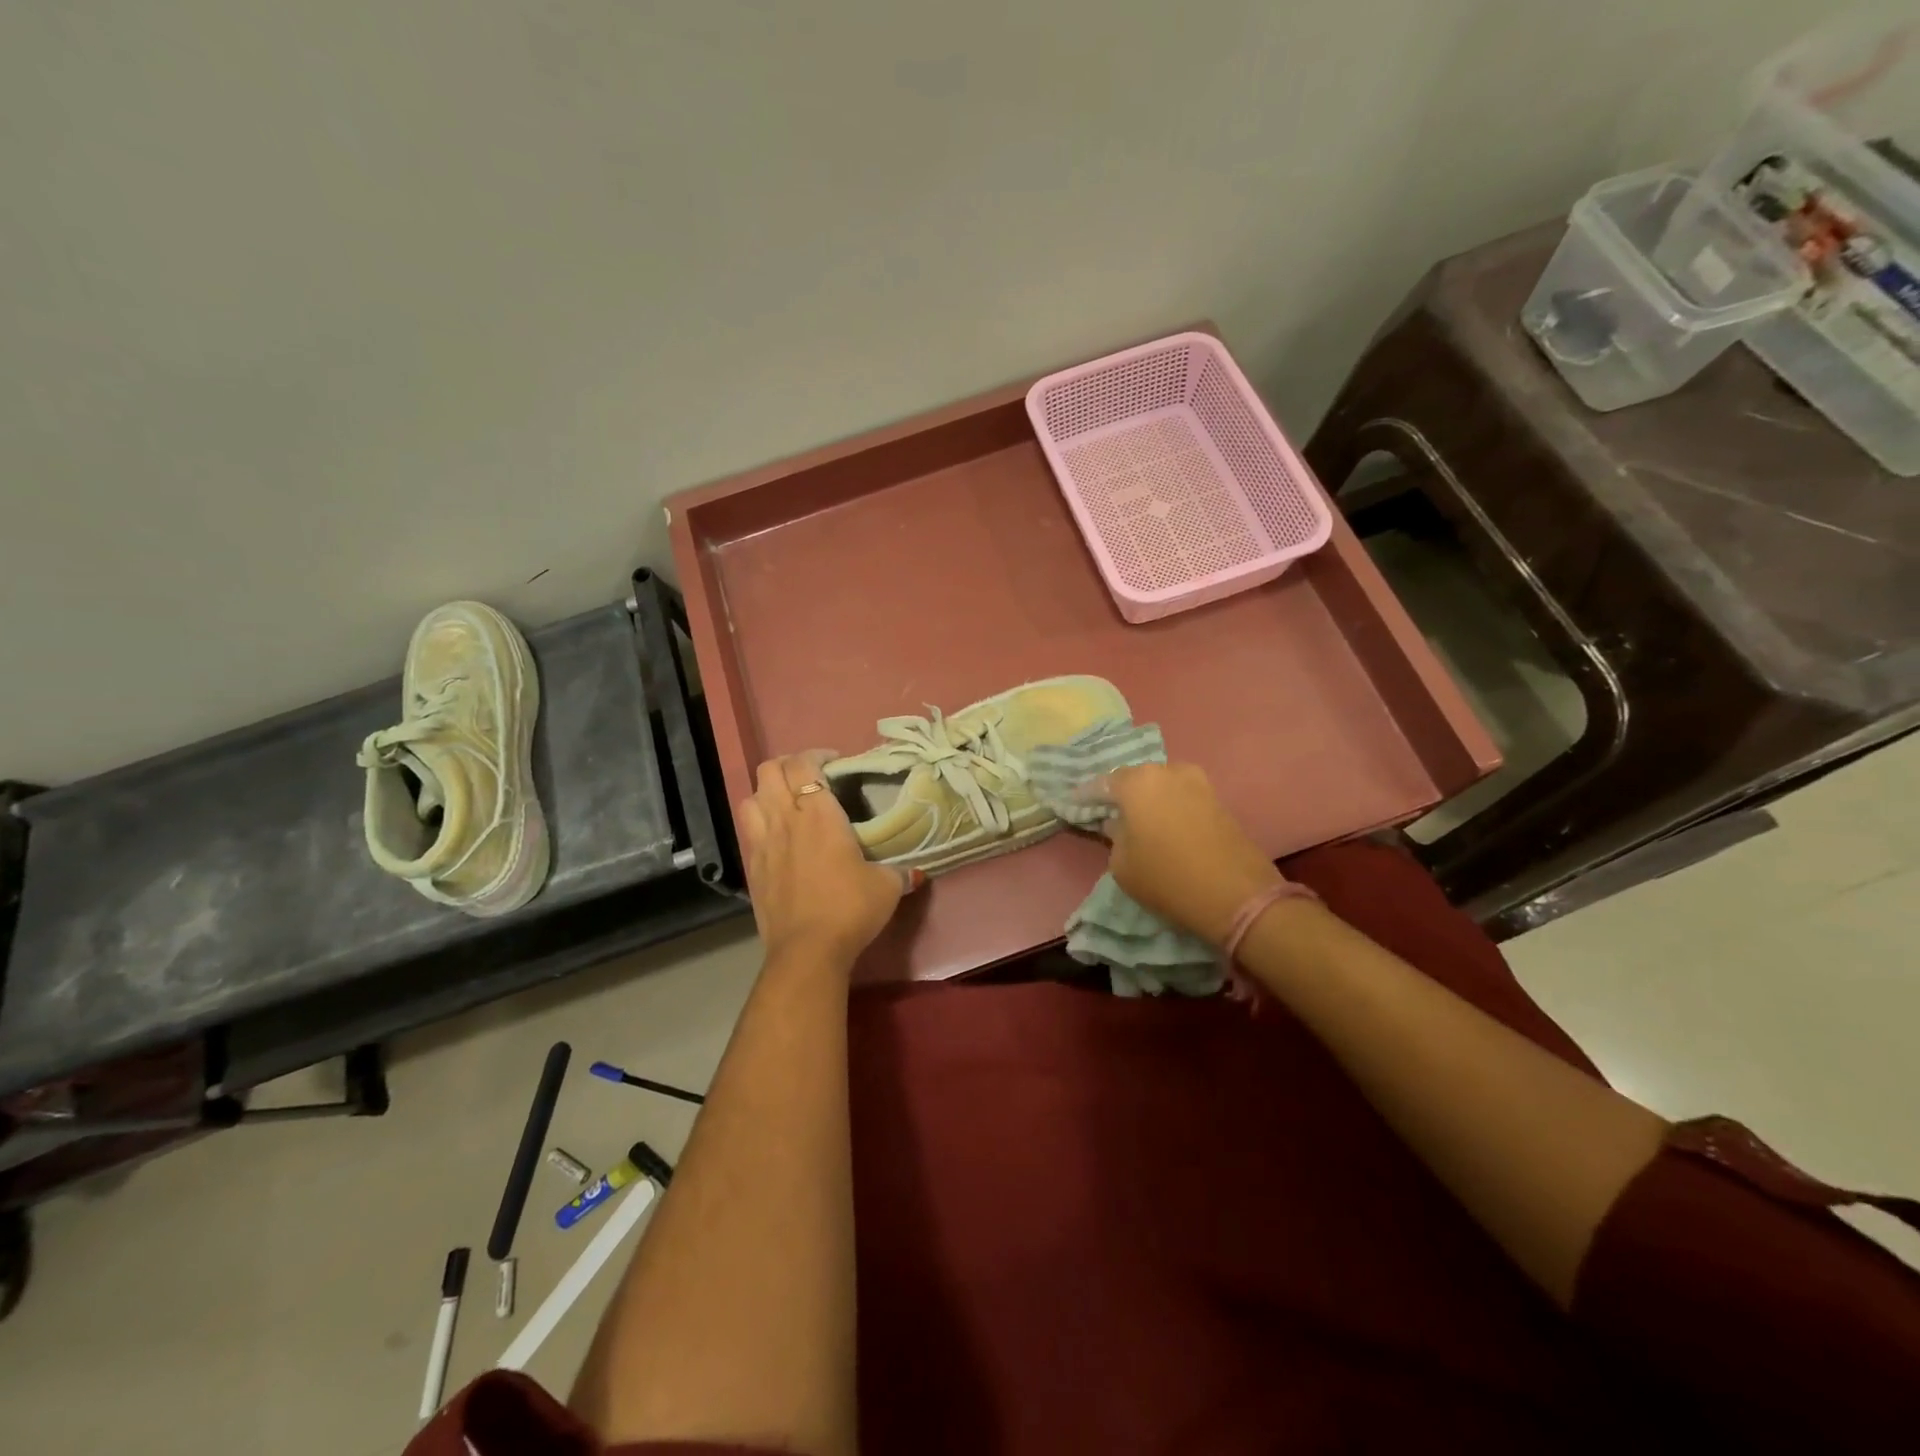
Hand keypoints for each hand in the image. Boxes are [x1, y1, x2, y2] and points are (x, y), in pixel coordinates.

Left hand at [737, 751, 920, 965]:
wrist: (807, 950)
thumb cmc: (849, 908)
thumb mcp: (887, 887)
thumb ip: (900, 871)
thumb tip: (915, 872)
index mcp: (819, 814)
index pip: (804, 764)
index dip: (817, 755)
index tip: (835, 763)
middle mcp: (786, 819)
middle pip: (770, 770)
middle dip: (789, 765)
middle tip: (811, 777)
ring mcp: (764, 843)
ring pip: (751, 796)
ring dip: (767, 791)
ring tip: (788, 802)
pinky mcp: (753, 868)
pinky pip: (749, 829)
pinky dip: (760, 821)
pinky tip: (779, 836)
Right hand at [1102, 763, 1286, 948]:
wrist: (1237, 895)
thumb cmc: (1167, 878)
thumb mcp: (1122, 864)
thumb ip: (1114, 835)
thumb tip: (1118, 823)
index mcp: (1137, 782)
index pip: (1101, 784)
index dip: (1085, 797)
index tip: (1073, 805)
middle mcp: (1167, 771)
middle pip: (1134, 778)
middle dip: (1119, 793)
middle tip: (1106, 811)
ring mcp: (1197, 783)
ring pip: (1161, 785)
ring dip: (1147, 799)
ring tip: (1136, 820)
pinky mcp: (1217, 800)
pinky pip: (1181, 797)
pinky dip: (1168, 806)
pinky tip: (1161, 824)